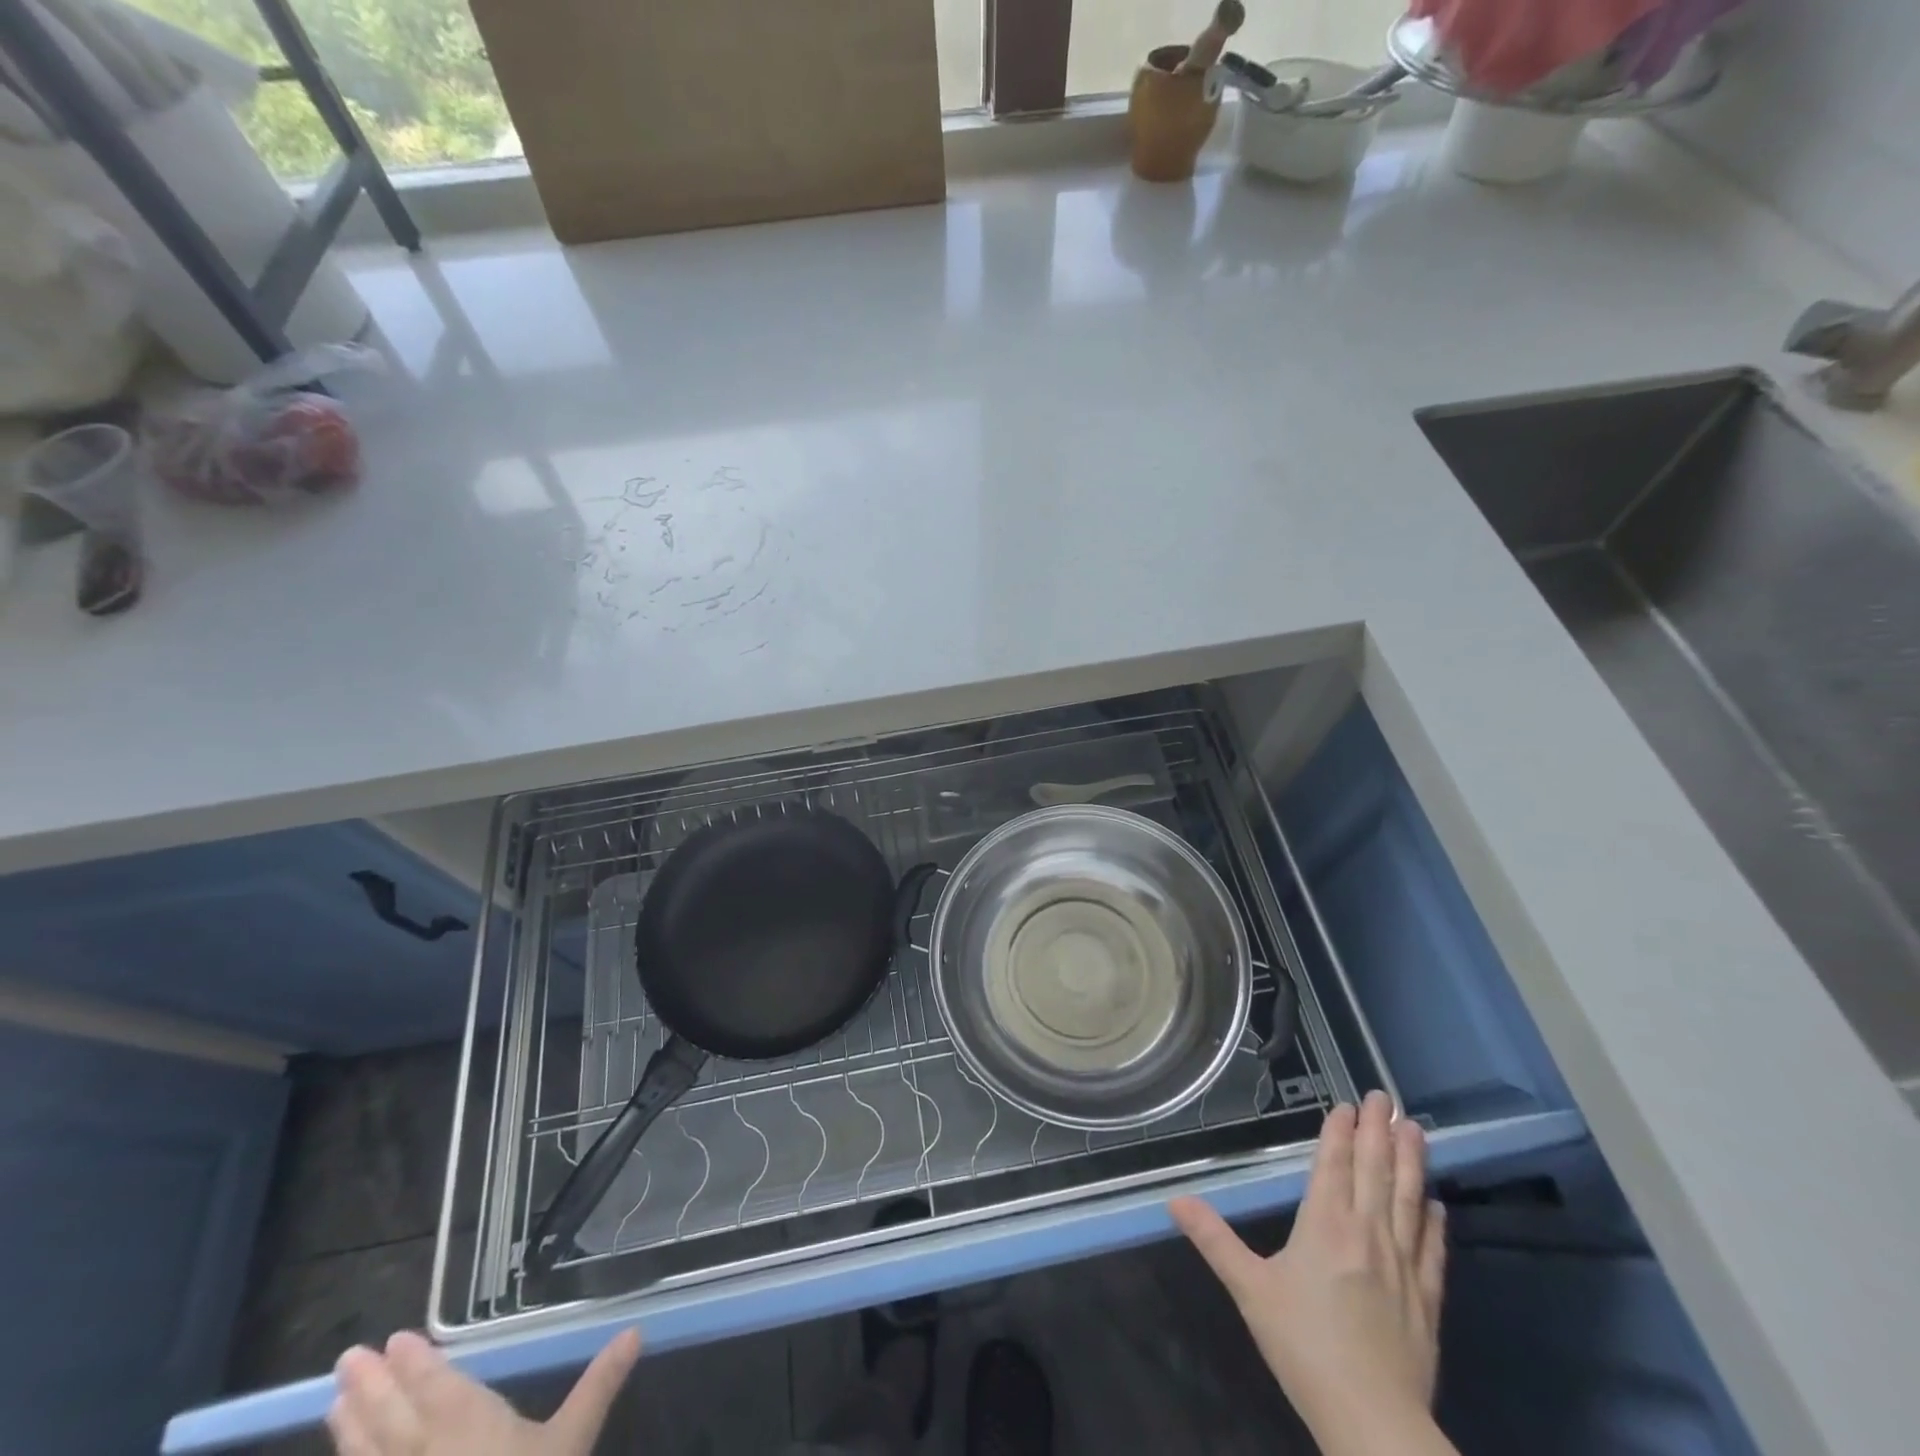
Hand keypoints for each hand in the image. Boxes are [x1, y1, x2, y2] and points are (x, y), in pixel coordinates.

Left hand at [327, 1328, 640, 1455]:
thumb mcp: (570, 1444)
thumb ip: (598, 1386)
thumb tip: (635, 1330)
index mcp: (468, 1426)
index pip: (436, 1385)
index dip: (417, 1362)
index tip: (394, 1339)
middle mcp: (424, 1455)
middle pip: (392, 1418)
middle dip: (371, 1388)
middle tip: (347, 1358)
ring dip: (349, 1430)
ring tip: (333, 1404)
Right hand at [1171, 1093, 1452, 1455]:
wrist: (1372, 1421)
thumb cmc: (1304, 1346)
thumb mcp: (1250, 1290)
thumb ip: (1214, 1239)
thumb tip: (1174, 1200)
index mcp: (1325, 1224)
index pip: (1334, 1164)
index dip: (1339, 1132)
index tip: (1347, 1104)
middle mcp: (1367, 1233)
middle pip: (1375, 1171)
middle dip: (1378, 1130)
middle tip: (1386, 1096)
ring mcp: (1403, 1265)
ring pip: (1409, 1200)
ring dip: (1411, 1162)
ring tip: (1417, 1129)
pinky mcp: (1428, 1300)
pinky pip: (1433, 1250)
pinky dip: (1435, 1222)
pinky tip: (1437, 1204)